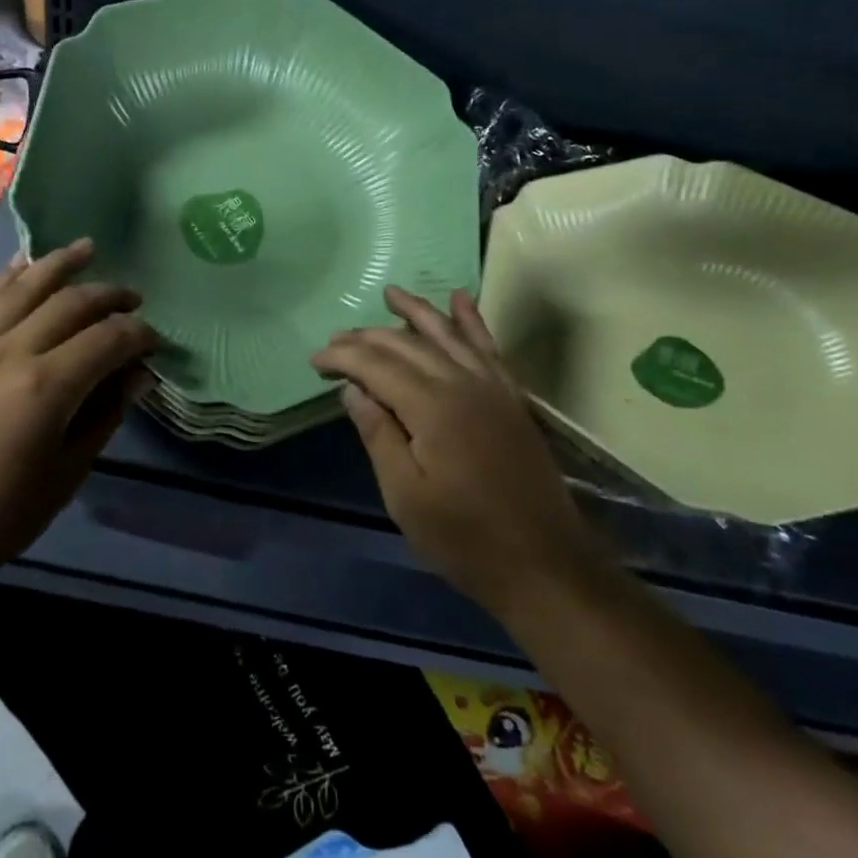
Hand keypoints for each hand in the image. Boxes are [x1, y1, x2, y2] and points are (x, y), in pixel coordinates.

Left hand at [0, 240, 156, 596]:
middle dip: (111, 296)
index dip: (139, 335)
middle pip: (72, 303)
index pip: (108, 339)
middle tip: (134, 300)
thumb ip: (105, 414)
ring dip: (62, 263)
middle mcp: (11, 350)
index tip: (155, 342)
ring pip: (26, 285)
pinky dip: (12, 276)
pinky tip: (29, 264)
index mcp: (45, 387)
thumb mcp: (67, 473)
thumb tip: (139, 375)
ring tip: (89, 248)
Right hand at [312, 287, 597, 615]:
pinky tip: (460, 298)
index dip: (341, 358)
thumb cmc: (464, 537)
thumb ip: (378, 434)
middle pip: (406, 345)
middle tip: (334, 339)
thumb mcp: (404, 495)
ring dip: (416, 311)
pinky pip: (487, 345)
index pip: (375, 365)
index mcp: (431, 407)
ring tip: (390, 293)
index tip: (314, 360)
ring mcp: (491, 386)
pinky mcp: (510, 396)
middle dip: (366, 337)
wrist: (544, 564)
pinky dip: (471, 319)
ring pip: (446, 334)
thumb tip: (353, 389)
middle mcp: (461, 383)